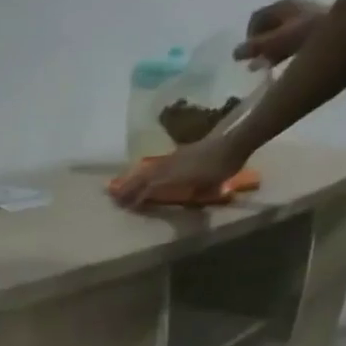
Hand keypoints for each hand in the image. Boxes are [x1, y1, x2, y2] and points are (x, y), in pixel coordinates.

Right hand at [110, 133, 248, 213]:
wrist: (232, 139)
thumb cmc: (221, 165)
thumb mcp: (210, 185)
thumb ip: (193, 194)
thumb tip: (181, 202)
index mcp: (173, 176)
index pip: (149, 188)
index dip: (137, 198)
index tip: (125, 207)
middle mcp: (168, 167)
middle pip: (142, 178)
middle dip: (127, 187)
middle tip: (112, 196)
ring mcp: (171, 159)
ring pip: (146, 170)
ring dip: (131, 178)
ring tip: (119, 185)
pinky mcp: (176, 154)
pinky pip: (154, 165)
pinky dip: (143, 171)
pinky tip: (140, 173)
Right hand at [237, 0, 327, 64]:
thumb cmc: (305, 35)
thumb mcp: (274, 43)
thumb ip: (254, 48)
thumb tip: (235, 53)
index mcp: (281, 6)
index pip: (256, 18)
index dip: (248, 36)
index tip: (248, 53)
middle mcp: (293, 7)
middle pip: (268, 25)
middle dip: (260, 43)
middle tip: (257, 61)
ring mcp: (306, 14)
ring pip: (280, 32)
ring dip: (272, 48)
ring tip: (269, 64)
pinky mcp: (316, 24)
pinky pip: (293, 36)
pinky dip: (285, 48)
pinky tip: (287, 60)